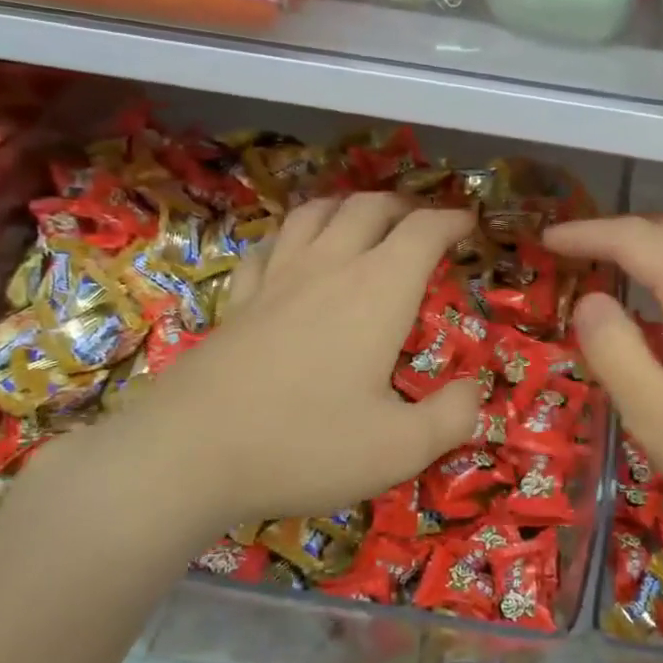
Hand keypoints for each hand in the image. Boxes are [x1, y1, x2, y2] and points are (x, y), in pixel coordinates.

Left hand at [70, 193, 483, 541]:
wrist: (188, 455)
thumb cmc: (306, 445)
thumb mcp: (401, 448)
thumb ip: (452, 417)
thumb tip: (474, 391)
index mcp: (377, 291)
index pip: (423, 231)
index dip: (452, 220)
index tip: (470, 224)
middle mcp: (328, 269)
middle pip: (368, 207)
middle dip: (404, 207)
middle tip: (423, 224)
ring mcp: (276, 280)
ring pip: (314, 214)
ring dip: (348, 207)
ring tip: (363, 221)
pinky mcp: (238, 301)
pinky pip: (268, 247)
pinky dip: (292, 238)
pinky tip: (293, 255)